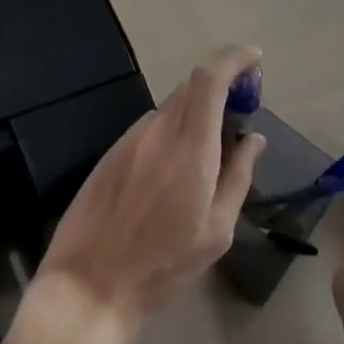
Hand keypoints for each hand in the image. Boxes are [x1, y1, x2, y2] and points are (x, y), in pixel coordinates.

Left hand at [34, 45, 265, 338]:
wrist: (89, 284)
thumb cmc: (163, 265)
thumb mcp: (216, 231)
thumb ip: (238, 176)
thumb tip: (254, 138)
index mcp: (190, 147)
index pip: (210, 79)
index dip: (234, 59)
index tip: (254, 58)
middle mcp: (159, 130)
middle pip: (192, 86)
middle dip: (220, 86)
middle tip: (239, 112)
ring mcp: (131, 138)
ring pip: (171, 106)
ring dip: (195, 111)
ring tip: (208, 150)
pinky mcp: (113, 151)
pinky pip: (151, 125)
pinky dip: (172, 129)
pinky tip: (173, 169)